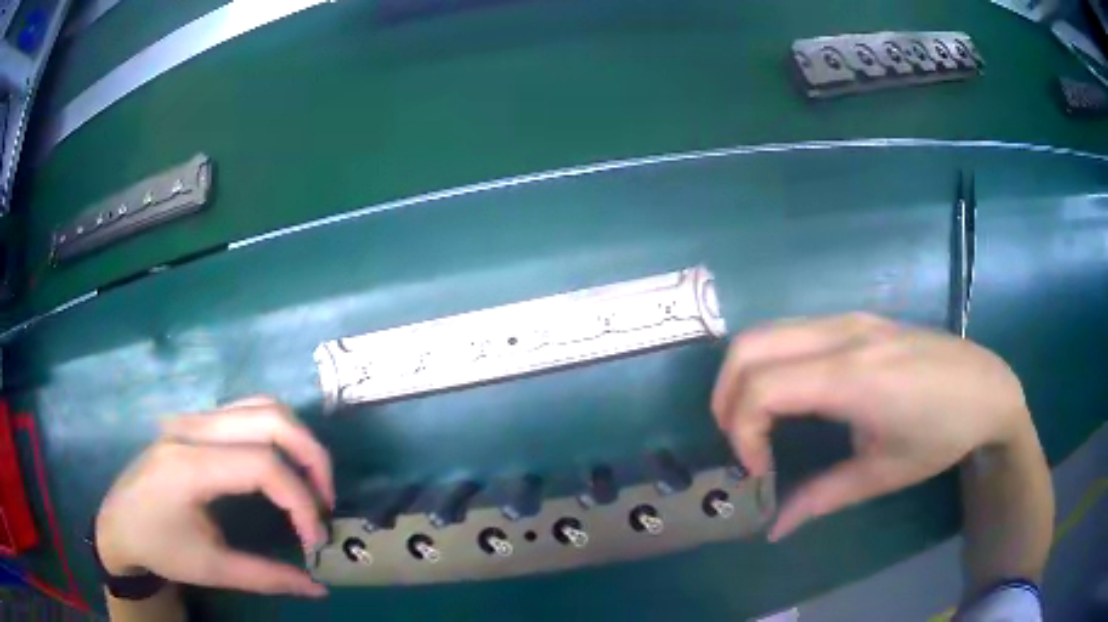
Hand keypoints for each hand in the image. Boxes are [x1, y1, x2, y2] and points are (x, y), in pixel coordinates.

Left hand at [95, 397, 333, 596]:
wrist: (119, 522)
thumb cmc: (159, 548)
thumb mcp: (211, 569)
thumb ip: (267, 577)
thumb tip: (319, 589)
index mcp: (189, 467)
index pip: (262, 465)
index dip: (300, 501)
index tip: (314, 540)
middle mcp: (191, 429)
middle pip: (270, 418)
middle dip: (311, 459)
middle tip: (326, 502)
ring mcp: (192, 418)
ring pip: (262, 406)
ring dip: (297, 441)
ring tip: (310, 483)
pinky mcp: (195, 421)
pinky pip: (247, 411)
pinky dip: (278, 434)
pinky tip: (281, 467)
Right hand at [711, 313, 1032, 540]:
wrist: (987, 387)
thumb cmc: (942, 434)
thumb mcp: (883, 474)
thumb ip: (823, 497)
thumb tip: (774, 528)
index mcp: (852, 378)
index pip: (761, 388)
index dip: (742, 434)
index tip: (759, 473)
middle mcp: (841, 335)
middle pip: (747, 347)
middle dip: (727, 400)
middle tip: (743, 445)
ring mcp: (847, 320)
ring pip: (765, 333)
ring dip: (745, 378)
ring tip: (759, 425)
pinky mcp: (855, 320)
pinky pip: (791, 332)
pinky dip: (770, 364)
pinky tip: (792, 399)